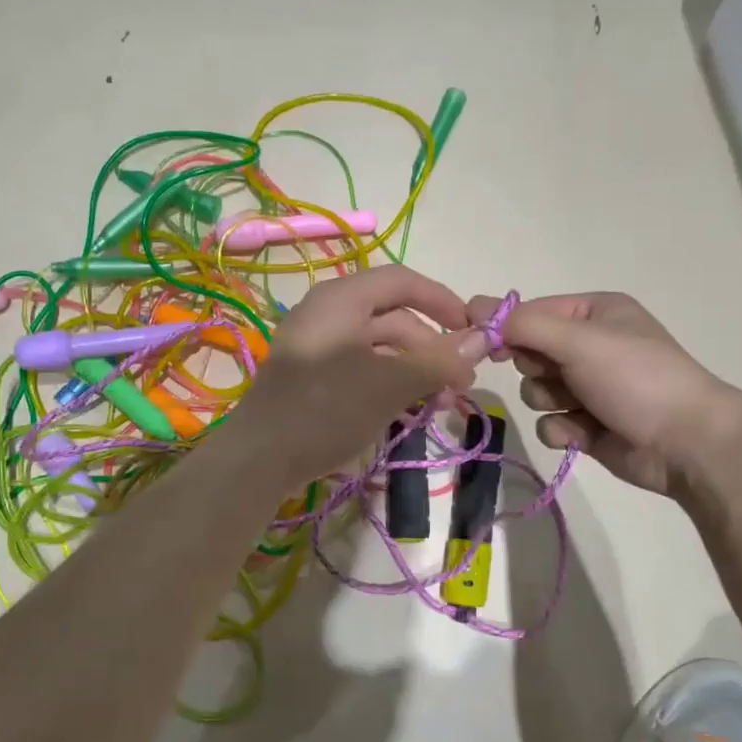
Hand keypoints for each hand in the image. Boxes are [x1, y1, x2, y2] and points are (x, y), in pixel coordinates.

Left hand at [229, 266, 489, 488]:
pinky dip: (387, 384)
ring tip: (440, 403)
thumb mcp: (390, 384)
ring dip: (413, 371)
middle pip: (392, 317)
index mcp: (342, 299)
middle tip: (460, 384)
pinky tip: (407, 411)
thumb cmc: (327, 409)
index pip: (402, 281)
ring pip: (378, 348)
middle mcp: (327, 314)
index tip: (473, 331)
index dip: (442, 301)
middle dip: (431, 348)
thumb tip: (483, 340)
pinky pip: (359, 369)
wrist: (259, 460)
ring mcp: (316, 346)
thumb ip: (437, 360)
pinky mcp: (310, 378)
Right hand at [467, 291, 741, 497]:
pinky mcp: (586, 424)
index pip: (530, 312)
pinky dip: (562, 430)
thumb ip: (523, 325)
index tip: (477, 342)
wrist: (687, 443)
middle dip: (536, 368)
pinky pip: (549, 423)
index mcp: (594, 312)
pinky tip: (584, 434)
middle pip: (528, 353)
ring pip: (534, 390)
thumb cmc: (636, 378)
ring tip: (580, 408)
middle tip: (558, 375)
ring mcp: (588, 387)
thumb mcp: (579, 340)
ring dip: (549, 401)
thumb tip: (473, 305)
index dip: (503, 328)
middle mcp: (589, 345)